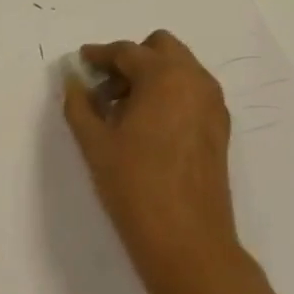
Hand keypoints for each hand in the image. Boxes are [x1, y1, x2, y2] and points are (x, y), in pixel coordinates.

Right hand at [62, 30, 241, 293]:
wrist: (188, 244)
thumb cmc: (135, 187)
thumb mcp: (95, 143)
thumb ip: (79, 103)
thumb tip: (73, 79)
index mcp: (164, 76)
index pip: (126, 51)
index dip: (99, 55)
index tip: (81, 62)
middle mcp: (194, 80)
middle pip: (160, 48)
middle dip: (132, 59)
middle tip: (105, 86)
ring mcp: (212, 104)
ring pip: (179, 69)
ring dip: (152, 76)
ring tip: (123, 109)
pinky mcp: (220, 128)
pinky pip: (192, 92)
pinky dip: (170, 94)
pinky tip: (147, 126)